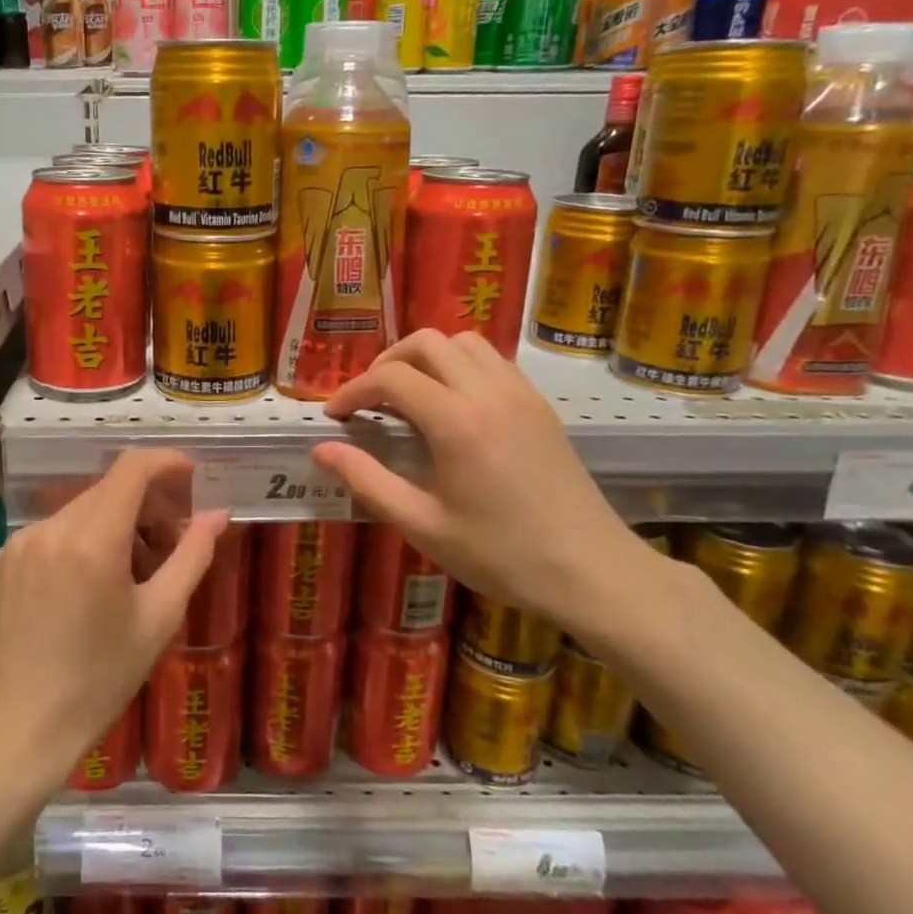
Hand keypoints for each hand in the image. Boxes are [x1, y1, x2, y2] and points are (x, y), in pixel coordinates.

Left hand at [0, 449, 227, 789]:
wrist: (22, 726)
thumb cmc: (101, 678)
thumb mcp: (159, 618)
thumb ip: (192, 556)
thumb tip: (218, 514)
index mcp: (92, 541)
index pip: (131, 469)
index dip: (165, 462)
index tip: (189, 475)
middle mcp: (51, 529)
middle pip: (108, 490)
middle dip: (145, 504)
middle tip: (167, 545)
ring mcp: (19, 543)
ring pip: (80, 510)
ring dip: (113, 523)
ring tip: (128, 573)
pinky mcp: (2, 560)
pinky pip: (52, 532)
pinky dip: (79, 540)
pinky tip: (86, 586)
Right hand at [311, 330, 659, 644]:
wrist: (591, 571)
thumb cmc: (501, 555)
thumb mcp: (423, 526)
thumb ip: (367, 481)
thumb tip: (321, 450)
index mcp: (456, 422)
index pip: (390, 378)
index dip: (353, 390)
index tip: (335, 416)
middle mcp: (488, 392)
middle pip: (426, 342)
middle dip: (387, 362)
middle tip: (370, 400)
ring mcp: (520, 393)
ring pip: (463, 342)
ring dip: (427, 358)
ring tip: (410, 396)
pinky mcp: (539, 404)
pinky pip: (492, 360)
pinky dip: (460, 366)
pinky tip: (453, 406)